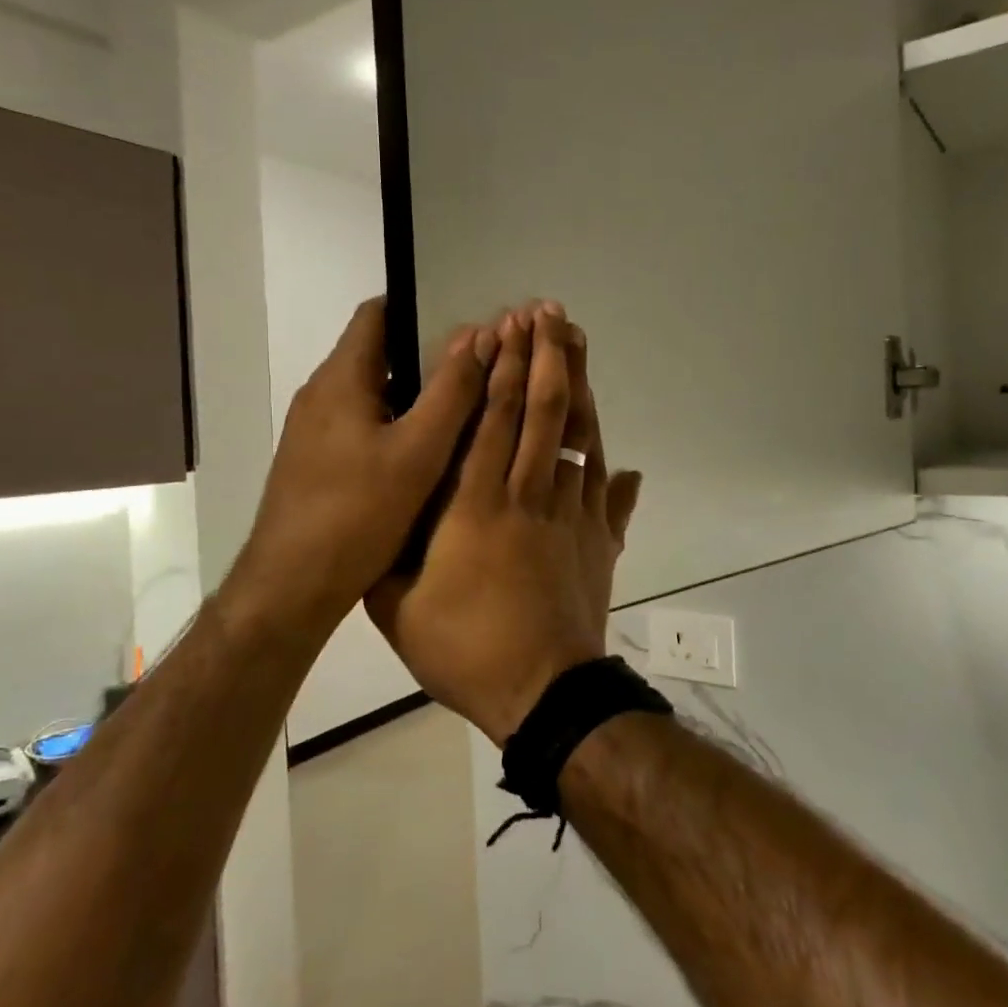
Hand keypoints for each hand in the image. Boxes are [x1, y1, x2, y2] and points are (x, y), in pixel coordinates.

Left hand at [225, 297, 492, 644]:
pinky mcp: (316, 463)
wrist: (290, 588)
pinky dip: (396, 427)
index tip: (469, 321)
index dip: (423, 306)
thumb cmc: (356, 514)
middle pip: (379, 354)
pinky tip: (429, 455)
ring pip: (373, 395)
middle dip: (429, 355)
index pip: (378, 313)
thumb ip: (452, 391)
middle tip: (482, 368)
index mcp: (341, 378)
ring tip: (466, 409)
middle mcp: (321, 395)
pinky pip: (363, 427)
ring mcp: (314, 432)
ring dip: (415, 396)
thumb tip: (481, 334)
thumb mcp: (418, 452)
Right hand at [368, 302, 642, 744]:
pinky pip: (607, 490)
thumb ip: (390, 554)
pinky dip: (608, 464)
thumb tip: (388, 514)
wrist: (543, 693)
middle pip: (541, 413)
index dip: (500, 370)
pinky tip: (619, 453)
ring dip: (578, 388)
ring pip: (578, 439)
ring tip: (578, 345)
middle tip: (547, 312)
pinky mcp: (600, 541)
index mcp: (474, 506)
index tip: (506, 328)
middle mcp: (528, 496)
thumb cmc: (464, 650)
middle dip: (544, 357)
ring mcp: (572, 516)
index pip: (490, 421)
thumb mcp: (397, 607)